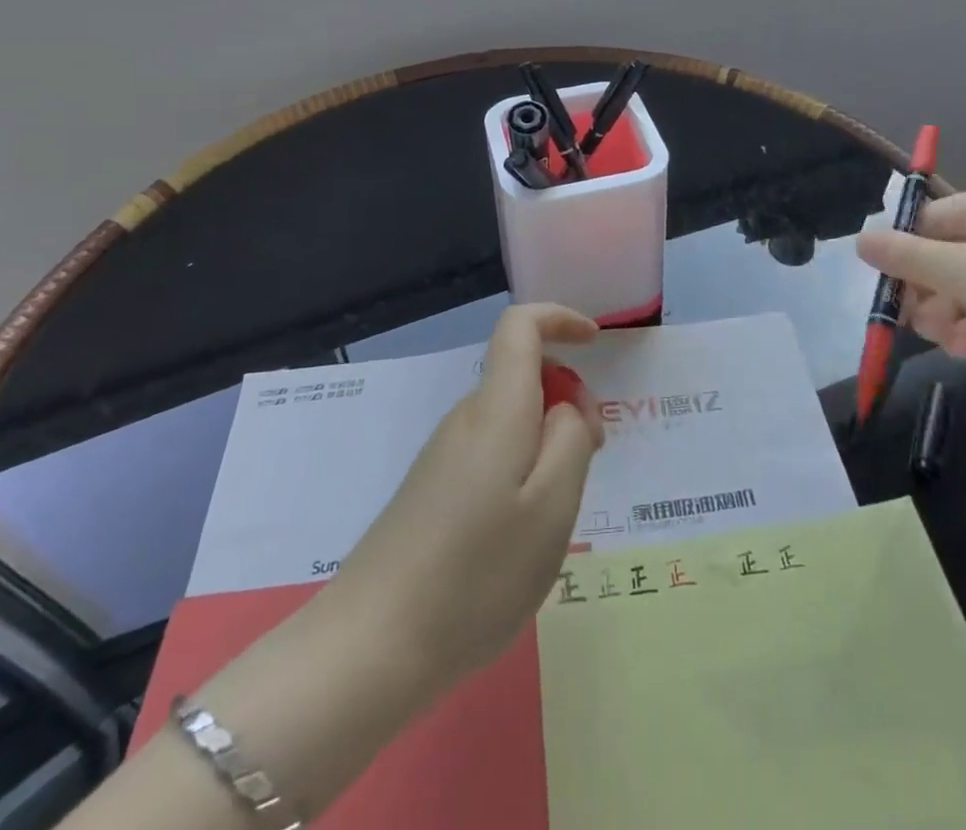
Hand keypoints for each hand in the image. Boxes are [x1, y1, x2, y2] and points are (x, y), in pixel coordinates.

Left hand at [325, 303, 602, 697]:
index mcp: (497, 409)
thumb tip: (567, 408)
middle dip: (567, 398)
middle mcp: (466, 419)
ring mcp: (444, 454)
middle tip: (591, 459)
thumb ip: (572, 440)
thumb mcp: (552, 507)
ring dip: (546, 440)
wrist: (370, 647)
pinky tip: (521, 532)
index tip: (595, 343)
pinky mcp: (432, 489)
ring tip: (558, 511)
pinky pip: (491, 451)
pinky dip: (522, 467)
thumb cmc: (476, 574)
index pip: (519, 326)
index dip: (559, 318)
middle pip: (522, 375)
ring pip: (511, 418)